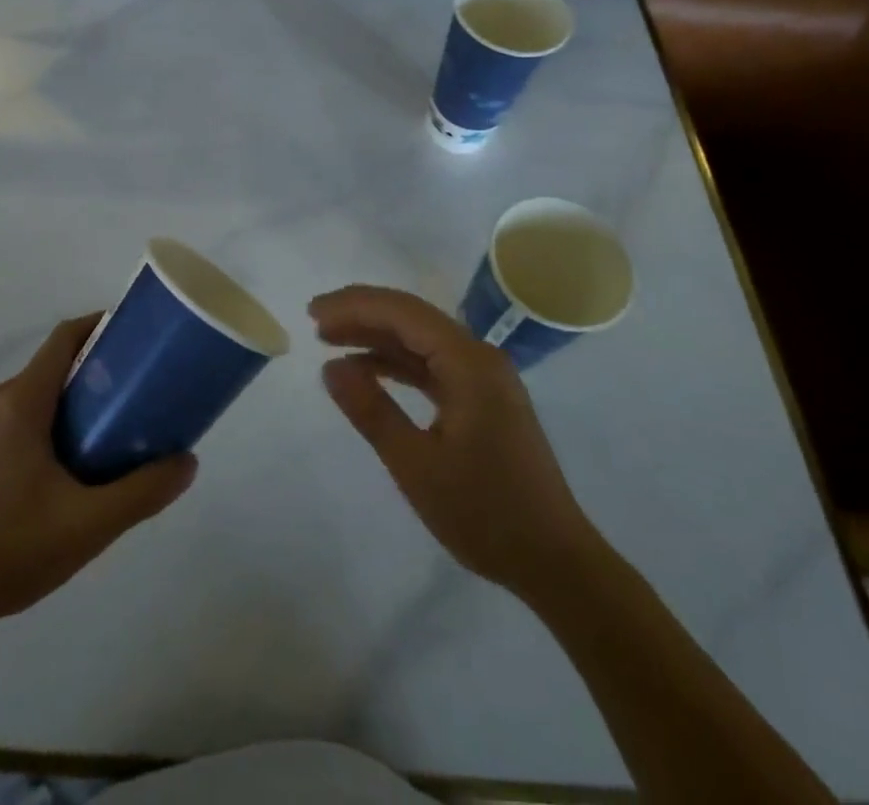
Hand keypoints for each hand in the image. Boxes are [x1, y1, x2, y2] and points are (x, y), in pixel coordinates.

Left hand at [0, 316, 196, 626]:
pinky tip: (63, 470)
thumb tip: (188, 462)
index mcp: (22, 401)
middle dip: (95, 372)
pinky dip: (46, 424)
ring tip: (107, 433)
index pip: (65, 338)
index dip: (100, 326)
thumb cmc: (10, 547)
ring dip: (71, 402)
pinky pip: (15, 421)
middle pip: (53, 367)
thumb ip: (142, 492)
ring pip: (34, 396)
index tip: (134, 337)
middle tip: (133, 395)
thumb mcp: (88, 524)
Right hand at [312, 285, 596, 594]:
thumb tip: (330, 368)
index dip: (355, 306)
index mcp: (469, 363)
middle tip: (315, 322)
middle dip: (362, 314)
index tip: (313, 313)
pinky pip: (432, 365)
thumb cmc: (485, 514)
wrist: (555, 562)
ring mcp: (484, 377)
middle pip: (412, 318)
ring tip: (330, 342)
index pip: (404, 312)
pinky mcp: (483, 398)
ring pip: (421, 340)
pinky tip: (367, 371)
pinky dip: (397, 363)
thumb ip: (372, 411)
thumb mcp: (416, 465)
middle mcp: (479, 357)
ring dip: (376, 337)